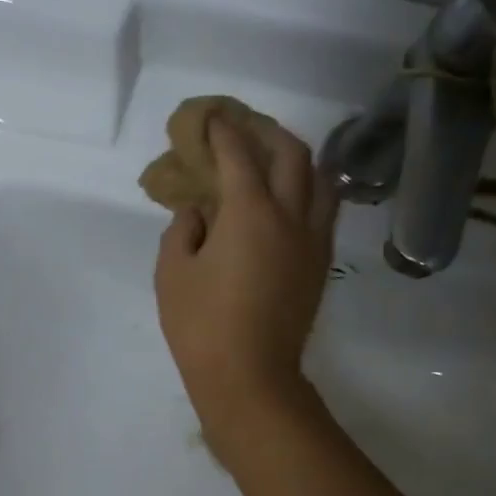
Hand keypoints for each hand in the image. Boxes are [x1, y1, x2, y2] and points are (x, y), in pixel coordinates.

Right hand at [154, 116, 337, 449]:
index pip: (239, 155)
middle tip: (243, 128)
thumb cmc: (201, 325)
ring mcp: (313, 240)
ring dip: (297, 158)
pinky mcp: (320, 264)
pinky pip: (324, 209)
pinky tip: (290, 197)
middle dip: (266, 131)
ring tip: (273, 158)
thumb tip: (199, 213)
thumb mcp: (172, 273)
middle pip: (292, 154)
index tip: (210, 118)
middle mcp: (291, 216)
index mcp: (250, 212)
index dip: (223, 131)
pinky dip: (308, 189)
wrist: (250, 377)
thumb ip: (183, 230)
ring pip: (320, 179)